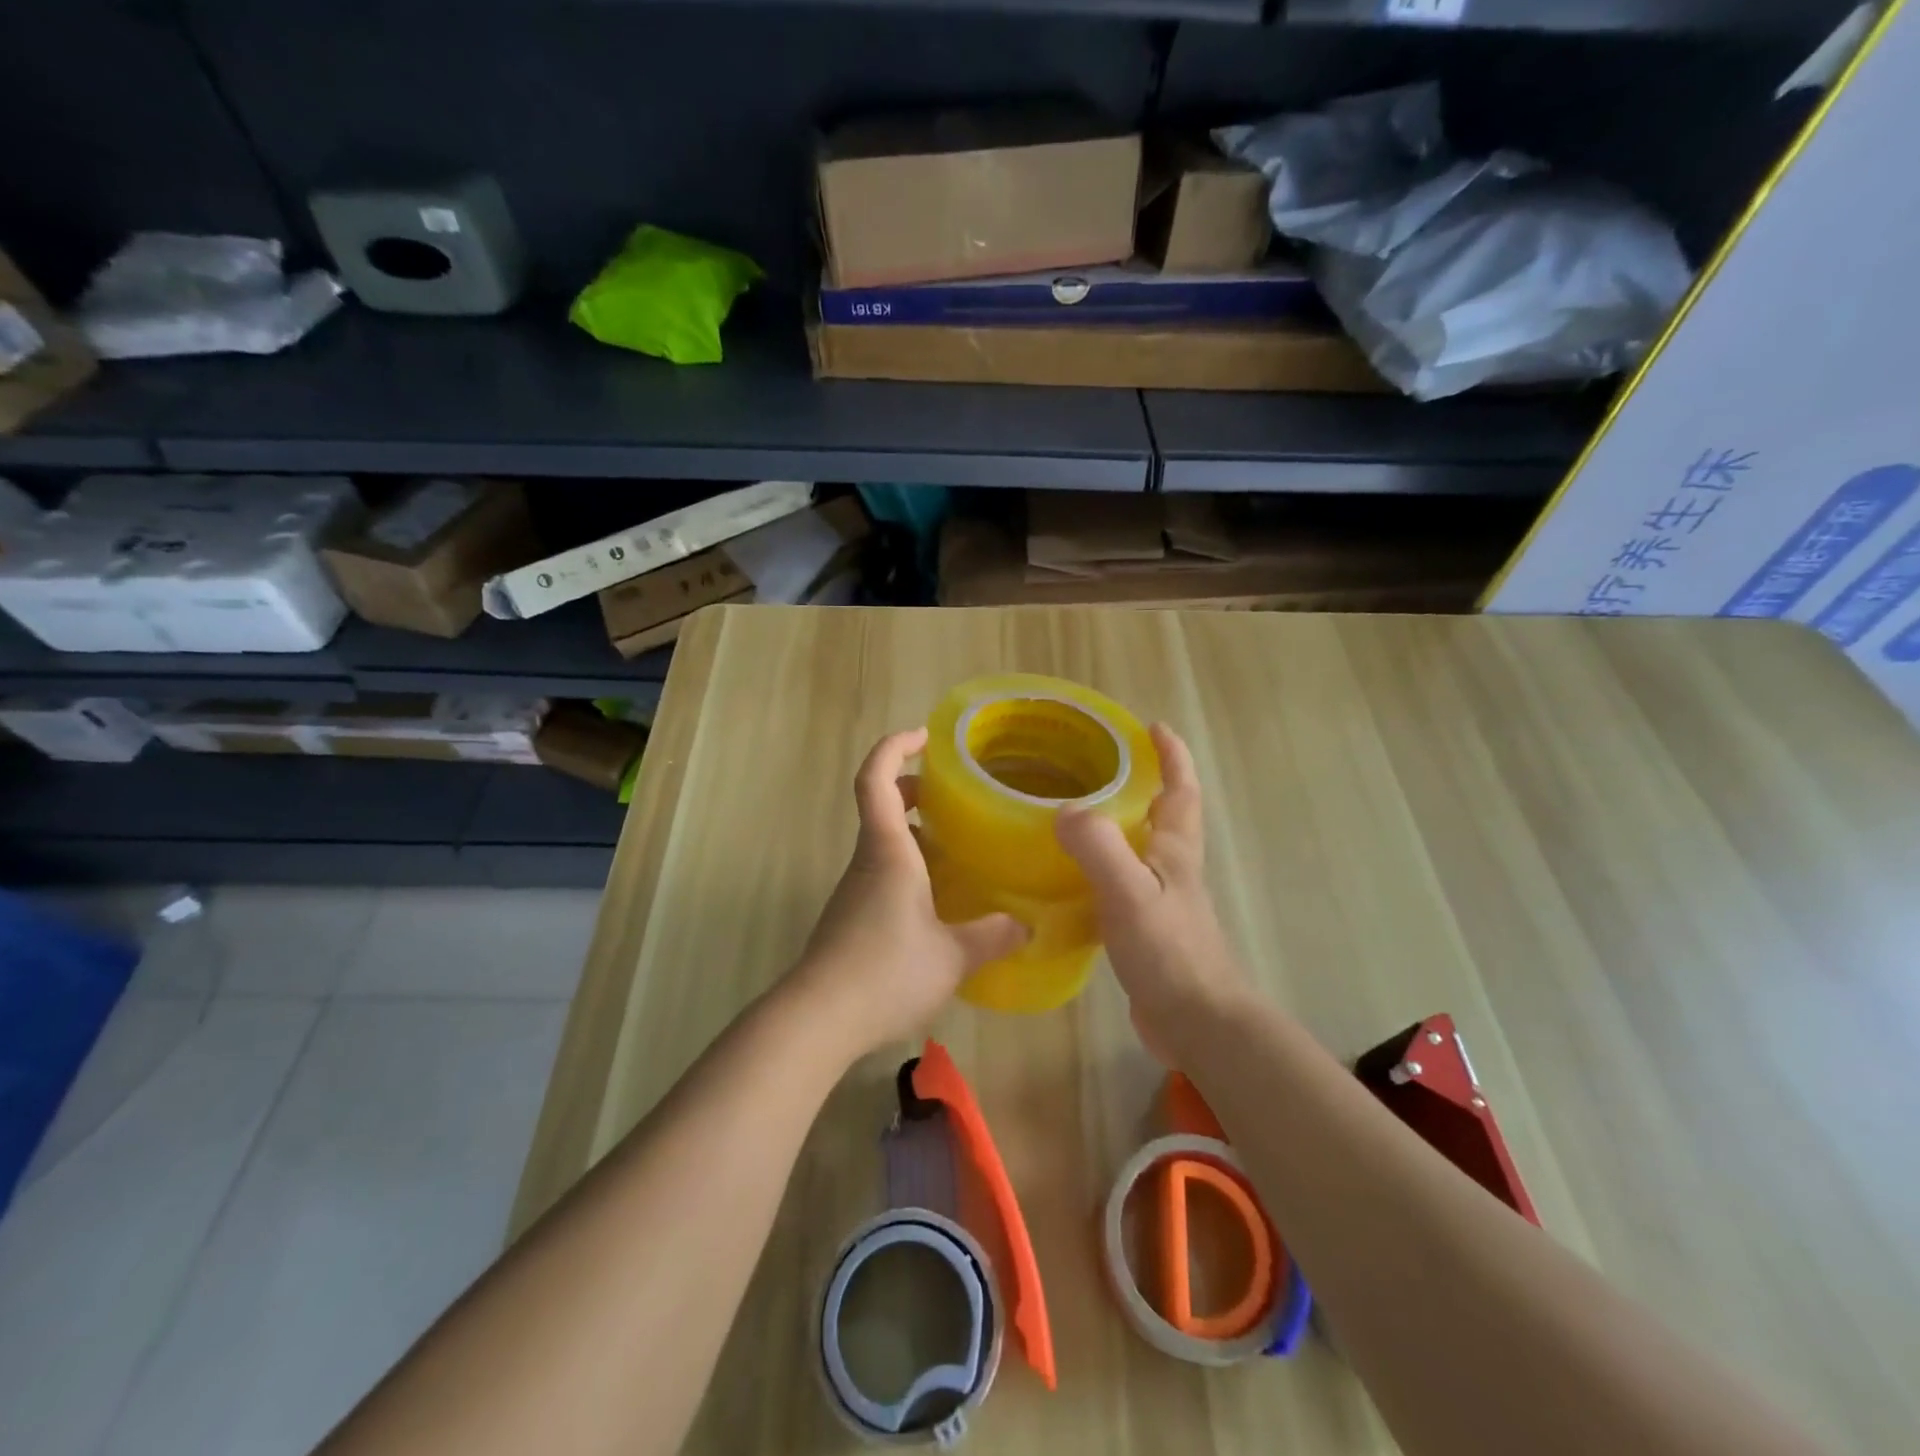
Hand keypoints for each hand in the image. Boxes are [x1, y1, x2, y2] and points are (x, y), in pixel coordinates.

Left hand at [788, 727, 1027, 1060]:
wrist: (818, 1019)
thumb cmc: (886, 971)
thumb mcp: (953, 956)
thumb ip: (992, 936)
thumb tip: (1027, 925)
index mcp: (888, 850)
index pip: (875, 778)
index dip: (894, 747)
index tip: (924, 737)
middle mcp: (867, 861)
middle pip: (880, 805)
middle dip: (912, 789)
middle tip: (951, 795)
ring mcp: (855, 891)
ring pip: (883, 844)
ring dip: (915, 835)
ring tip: (958, 851)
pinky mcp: (851, 919)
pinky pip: (882, 876)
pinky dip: (909, 870)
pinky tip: (938, 903)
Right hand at [1055, 723, 1251, 1061]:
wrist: (1196, 1023)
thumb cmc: (1169, 951)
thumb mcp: (1129, 892)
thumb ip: (1098, 847)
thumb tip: (1064, 811)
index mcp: (1175, 850)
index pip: (1180, 790)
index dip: (1171, 756)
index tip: (1152, 727)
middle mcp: (1173, 869)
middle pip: (1163, 815)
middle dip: (1143, 784)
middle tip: (1099, 766)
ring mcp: (1162, 901)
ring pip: (1141, 849)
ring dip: (1119, 825)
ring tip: (1075, 813)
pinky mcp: (1147, 930)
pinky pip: (1121, 883)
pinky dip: (1101, 869)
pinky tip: (1070, 879)